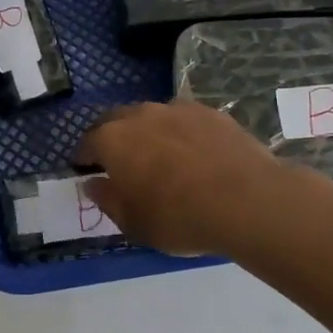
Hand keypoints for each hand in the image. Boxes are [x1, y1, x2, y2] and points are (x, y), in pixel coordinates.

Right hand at [76, 100, 330, 256]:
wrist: (247, 201)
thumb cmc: (178, 217)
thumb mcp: (132, 222)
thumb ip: (107, 199)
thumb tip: (93, 183)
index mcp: (112, 139)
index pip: (87, 143)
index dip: (85, 158)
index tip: (86, 170)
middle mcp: (140, 115)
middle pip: (117, 121)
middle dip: (114, 138)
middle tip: (121, 162)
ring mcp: (178, 109)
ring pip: (153, 117)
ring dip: (149, 132)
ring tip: (161, 157)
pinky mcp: (212, 113)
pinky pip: (186, 120)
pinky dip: (182, 133)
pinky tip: (195, 155)